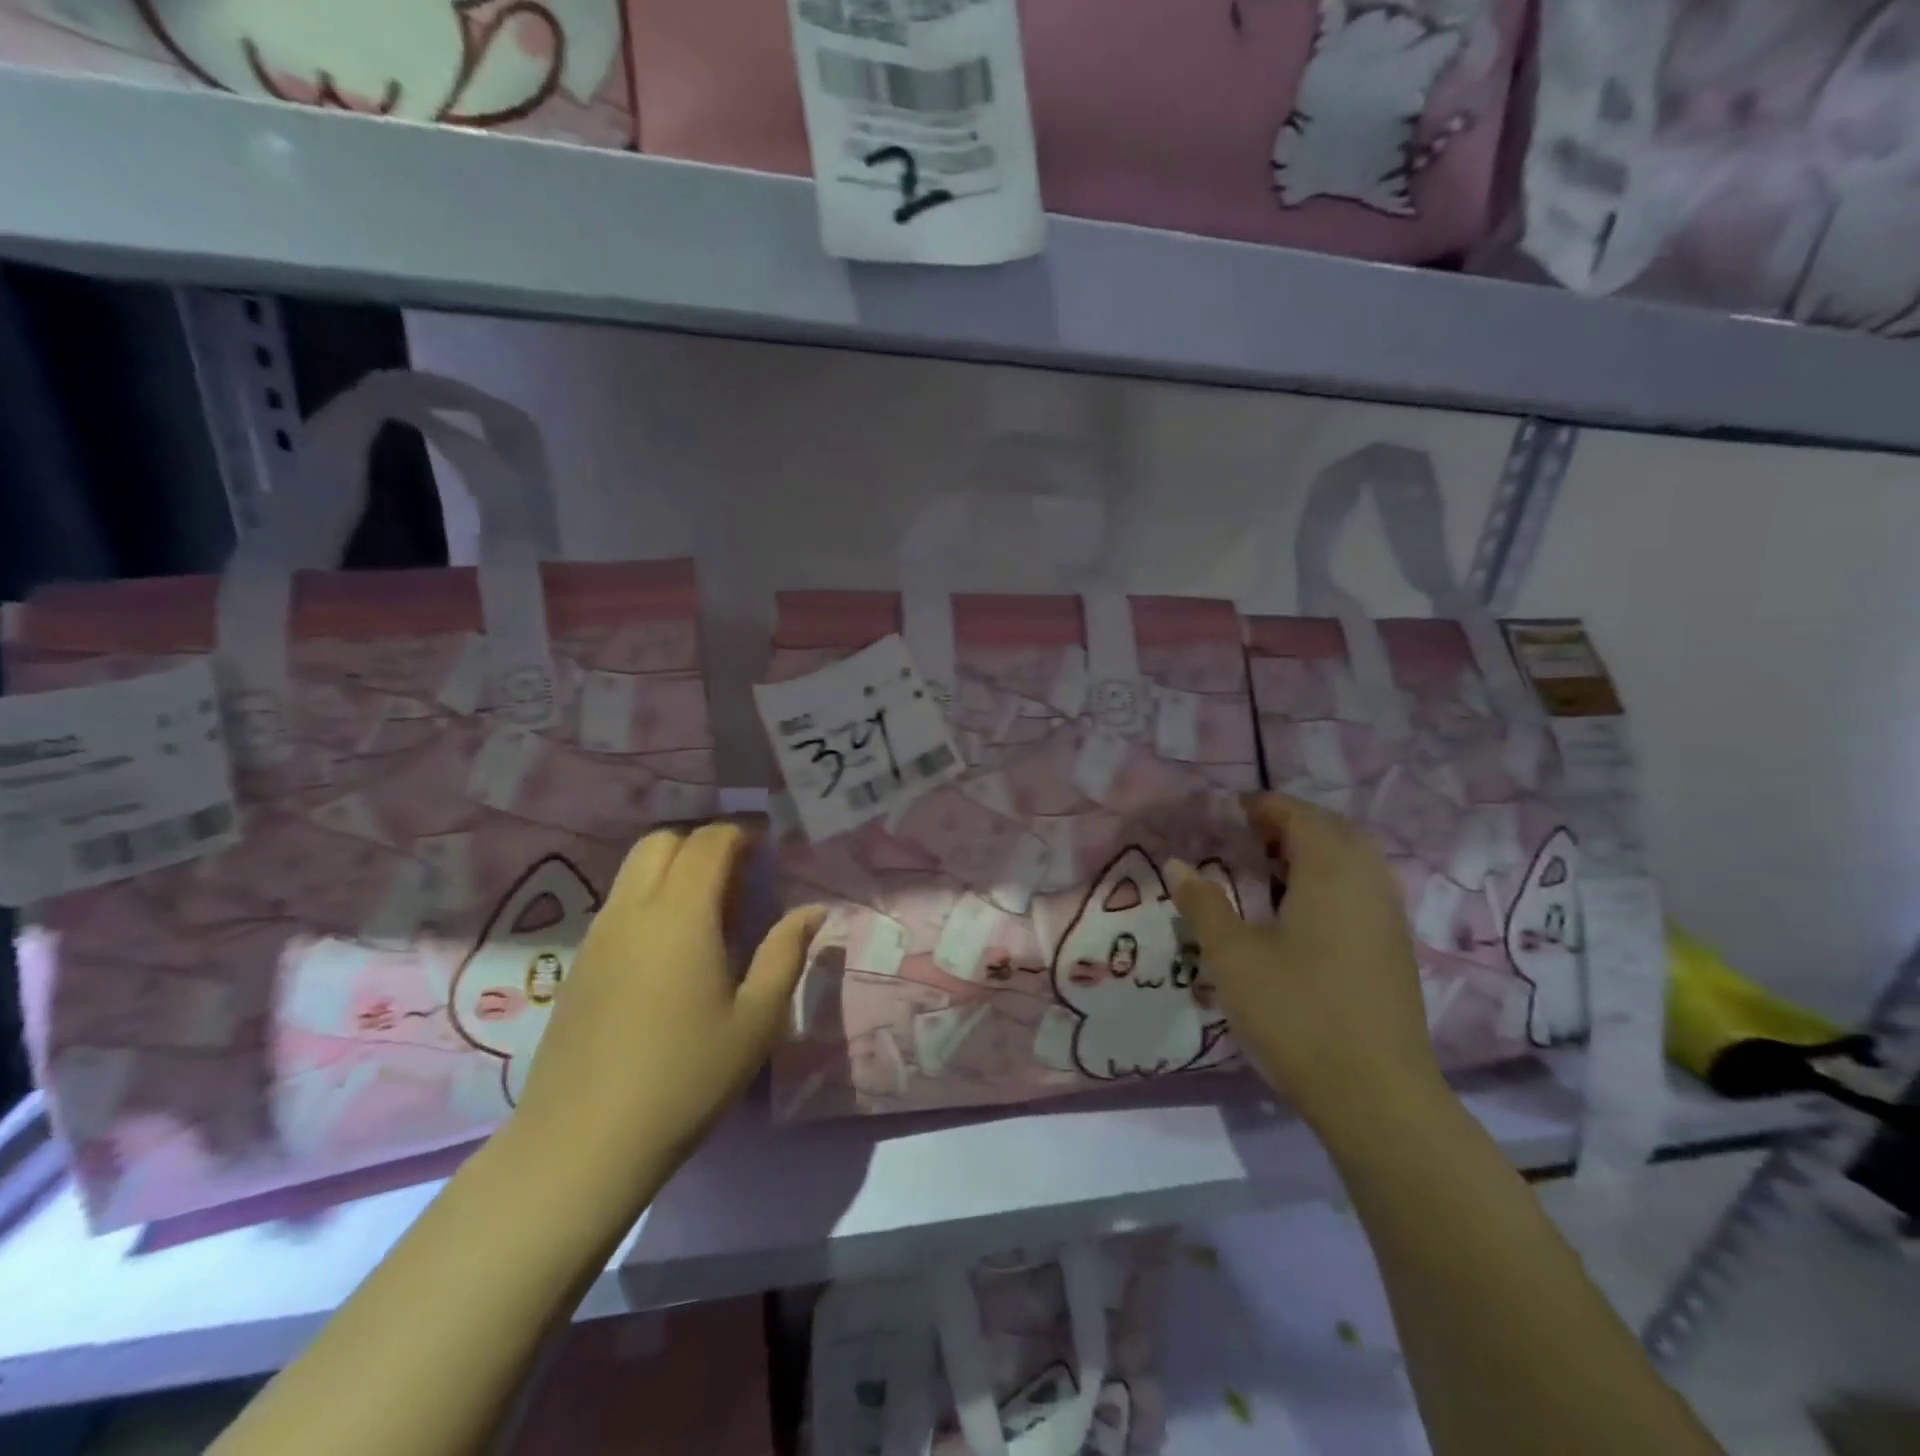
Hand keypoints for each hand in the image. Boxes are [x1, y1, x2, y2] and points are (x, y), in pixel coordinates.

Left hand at [510, 821, 823, 1202]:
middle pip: (662, 841)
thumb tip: (812, 910)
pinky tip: (672, 949)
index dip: (741, 833)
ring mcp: (598, 935)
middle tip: (739, 873)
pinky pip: (619, 904)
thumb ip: (785, 953)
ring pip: (634, 870)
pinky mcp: (579, 965)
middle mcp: (633, 910)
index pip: (709, 841)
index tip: (768, 846)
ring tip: (710, 911)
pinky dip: (650, 898)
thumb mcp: (756, 1018)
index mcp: (681, 913)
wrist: (583, 1143)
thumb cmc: (686, 1077)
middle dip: (703, 841)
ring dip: (674, 868)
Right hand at [1170, 793, 1444, 1136]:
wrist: (1375, 1094)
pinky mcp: (1394, 951)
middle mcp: (1368, 883)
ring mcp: (1388, 918)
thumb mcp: (1232, 955)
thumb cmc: (1295, 1011)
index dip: (1264, 806)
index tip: (1229, 811)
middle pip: (1334, 831)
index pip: (1299, 816)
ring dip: (1314, 853)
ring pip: (1354, 862)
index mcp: (1331, 872)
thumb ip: (1203, 904)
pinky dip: (1331, 882)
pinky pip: (1362, 891)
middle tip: (1248, 838)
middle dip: (1291, 825)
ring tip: (1269, 872)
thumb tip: (1176, 865)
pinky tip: (1300, 915)